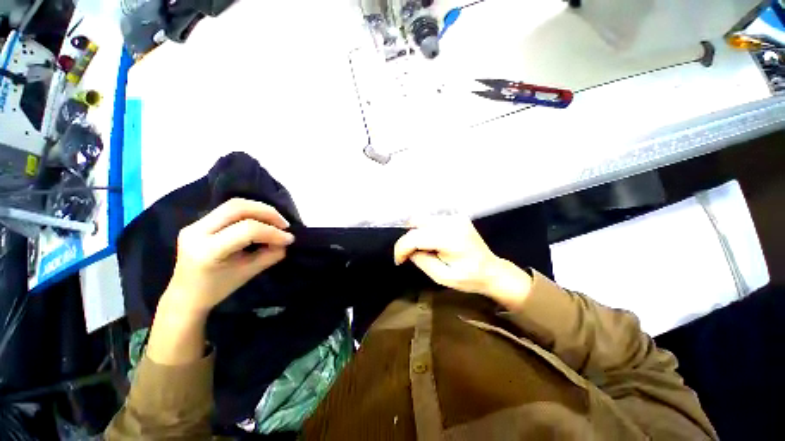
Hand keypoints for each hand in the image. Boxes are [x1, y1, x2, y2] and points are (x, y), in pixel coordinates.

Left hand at [161, 198, 294, 317]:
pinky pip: (229, 210)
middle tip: (284, 225)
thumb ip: (270, 255)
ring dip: (260, 210)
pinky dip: (251, 212)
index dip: (272, 232)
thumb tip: (286, 241)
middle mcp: (196, 231)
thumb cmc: (217, 289)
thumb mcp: (248, 273)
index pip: (246, 230)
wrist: (186, 295)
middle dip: (267, 213)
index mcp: (207, 250)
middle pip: (237, 208)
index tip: (289, 239)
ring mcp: (194, 224)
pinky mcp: (198, 222)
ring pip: (234, 204)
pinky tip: (261, 221)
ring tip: (276, 222)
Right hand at [393, 216, 531, 309]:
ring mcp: (454, 217)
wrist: (492, 270)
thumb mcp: (442, 277)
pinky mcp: (455, 217)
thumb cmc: (470, 278)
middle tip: (410, 255)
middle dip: (408, 239)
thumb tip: (409, 250)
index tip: (398, 260)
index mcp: (450, 238)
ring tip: (422, 250)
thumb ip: (422, 261)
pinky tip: (431, 243)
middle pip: (416, 221)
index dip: (401, 248)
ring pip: (422, 219)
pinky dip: (425, 230)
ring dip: (416, 233)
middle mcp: (452, 222)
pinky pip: (431, 220)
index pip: (415, 236)